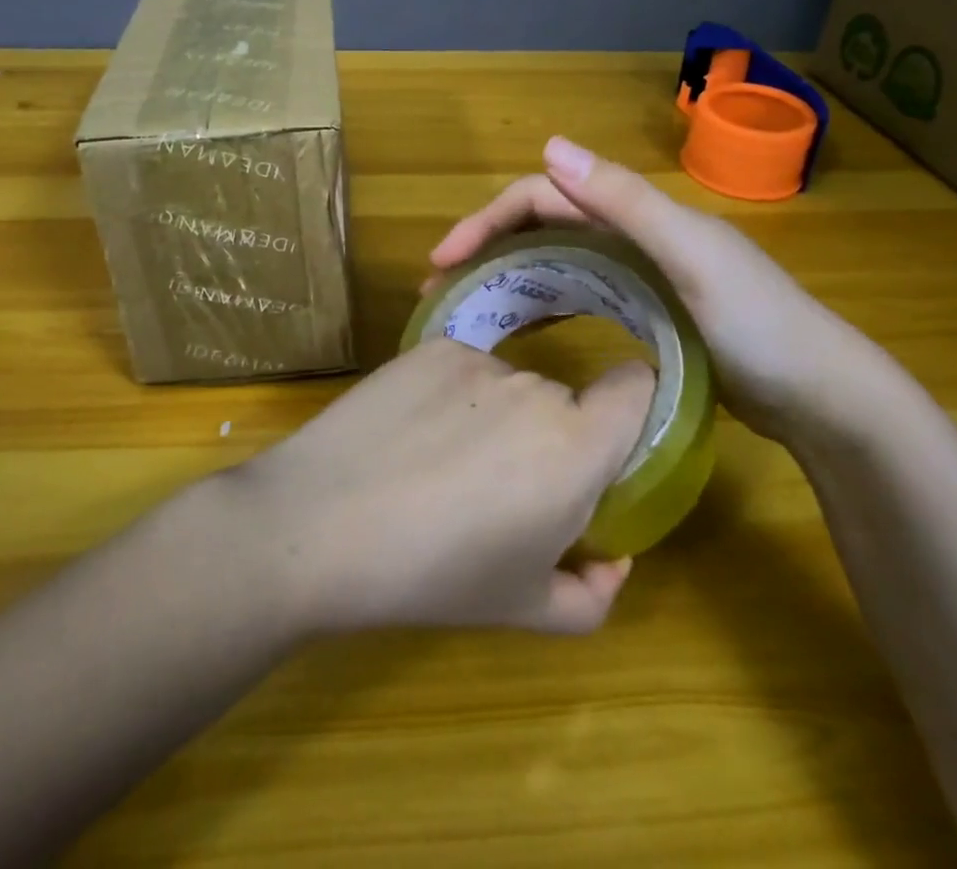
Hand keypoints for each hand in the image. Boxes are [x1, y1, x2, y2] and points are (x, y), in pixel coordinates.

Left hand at [230, 338, 653, 636]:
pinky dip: (451, 396)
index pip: (637, 385)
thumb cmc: (434, 575)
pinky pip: (462, 369)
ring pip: (509, 384)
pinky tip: (409, 435)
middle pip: (564, 399)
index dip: (632, 406)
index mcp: (576, 446)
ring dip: (496, 417)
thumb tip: (613, 560)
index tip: (606, 444)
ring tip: (439, 466)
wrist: (319, 524)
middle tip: (498, 489)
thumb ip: (593, 593)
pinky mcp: (428, 347)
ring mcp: (477, 359)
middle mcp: (535, 386)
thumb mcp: (525, 609)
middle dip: (548, 438)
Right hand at [428, 137, 890, 444]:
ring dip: (506, 275)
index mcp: (637, 213)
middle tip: (438, 289)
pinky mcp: (645, 312)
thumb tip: (549, 144)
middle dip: (486, 247)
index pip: (543, 197)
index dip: (488, 219)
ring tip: (462, 309)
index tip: (443, 261)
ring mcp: (638, 274)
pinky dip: (541, 304)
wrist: (823, 401)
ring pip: (554, 260)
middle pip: (541, 226)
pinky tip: (518, 331)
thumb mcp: (692, 258)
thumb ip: (625, 201)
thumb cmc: (760, 327)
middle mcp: (631, 233)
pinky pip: (577, 296)